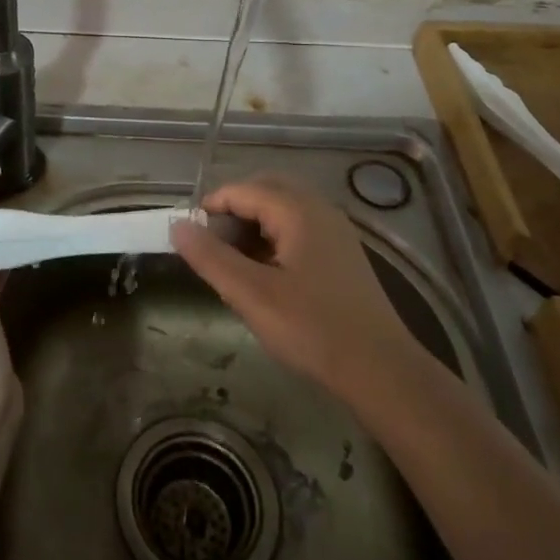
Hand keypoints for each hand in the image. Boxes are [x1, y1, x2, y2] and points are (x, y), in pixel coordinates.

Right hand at [171, 174, 419, 401]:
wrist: (381, 370)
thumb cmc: (313, 329)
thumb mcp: (251, 295)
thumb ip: (211, 258)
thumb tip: (178, 225)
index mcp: (298, 211)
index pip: (242, 190)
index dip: (210, 207)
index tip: (189, 237)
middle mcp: (319, 210)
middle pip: (265, 191)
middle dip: (232, 211)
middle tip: (210, 246)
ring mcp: (335, 232)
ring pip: (283, 210)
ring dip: (252, 225)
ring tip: (233, 262)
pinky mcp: (342, 254)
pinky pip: (298, 229)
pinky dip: (273, 239)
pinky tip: (264, 274)